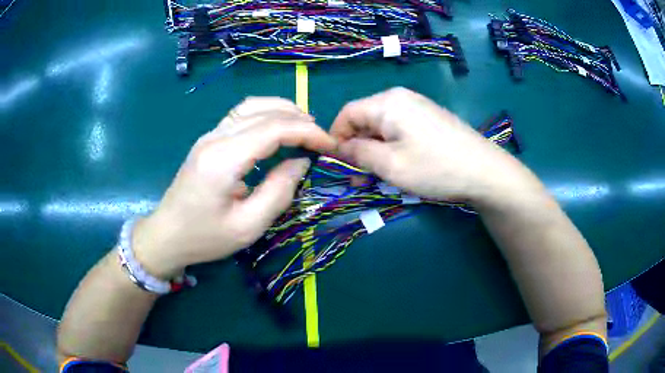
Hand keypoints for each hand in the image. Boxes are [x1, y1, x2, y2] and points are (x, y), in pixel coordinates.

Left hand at [133, 97, 335, 278]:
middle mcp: (215, 137)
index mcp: (224, 159)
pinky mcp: (208, 139)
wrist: (166, 235)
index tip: (330, 145)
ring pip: (252, 106)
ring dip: (282, 110)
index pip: (274, 128)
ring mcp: (209, 135)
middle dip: (299, 119)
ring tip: (305, 127)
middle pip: (264, 111)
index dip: (308, 132)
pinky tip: (277, 127)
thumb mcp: (248, 227)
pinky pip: (241, 114)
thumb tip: (301, 162)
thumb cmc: (204, 238)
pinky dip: (266, 113)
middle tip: (322, 138)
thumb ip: (279, 192)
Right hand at [331, 87, 538, 201]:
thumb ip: (358, 153)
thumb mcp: (390, 165)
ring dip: (374, 149)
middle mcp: (401, 97)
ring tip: (378, 176)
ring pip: (382, 126)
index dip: (335, 137)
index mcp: (387, 102)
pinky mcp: (430, 118)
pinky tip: (400, 164)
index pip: (347, 113)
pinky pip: (400, 129)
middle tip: (359, 177)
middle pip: (365, 118)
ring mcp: (418, 107)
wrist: (485, 172)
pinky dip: (392, 146)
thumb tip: (338, 147)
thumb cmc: (435, 168)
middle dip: (357, 147)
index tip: (336, 163)